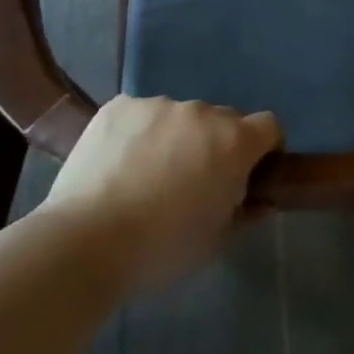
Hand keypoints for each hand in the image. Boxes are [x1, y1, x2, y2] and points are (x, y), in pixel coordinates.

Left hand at [43, 96, 280, 290]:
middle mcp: (202, 112)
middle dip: (217, 144)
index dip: (264, 148)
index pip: (268, 126)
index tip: (250, 173)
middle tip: (194, 180)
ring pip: (179, 116)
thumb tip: (259, 200)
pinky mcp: (119, 106)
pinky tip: (118, 164)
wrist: (85, 242)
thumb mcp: (216, 240)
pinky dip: (138, 133)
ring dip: (176, 137)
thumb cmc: (162, 248)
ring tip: (147, 174)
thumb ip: (245, 212)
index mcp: (234, 142)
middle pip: (223, 119)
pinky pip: (141, 115)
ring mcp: (158, 104)